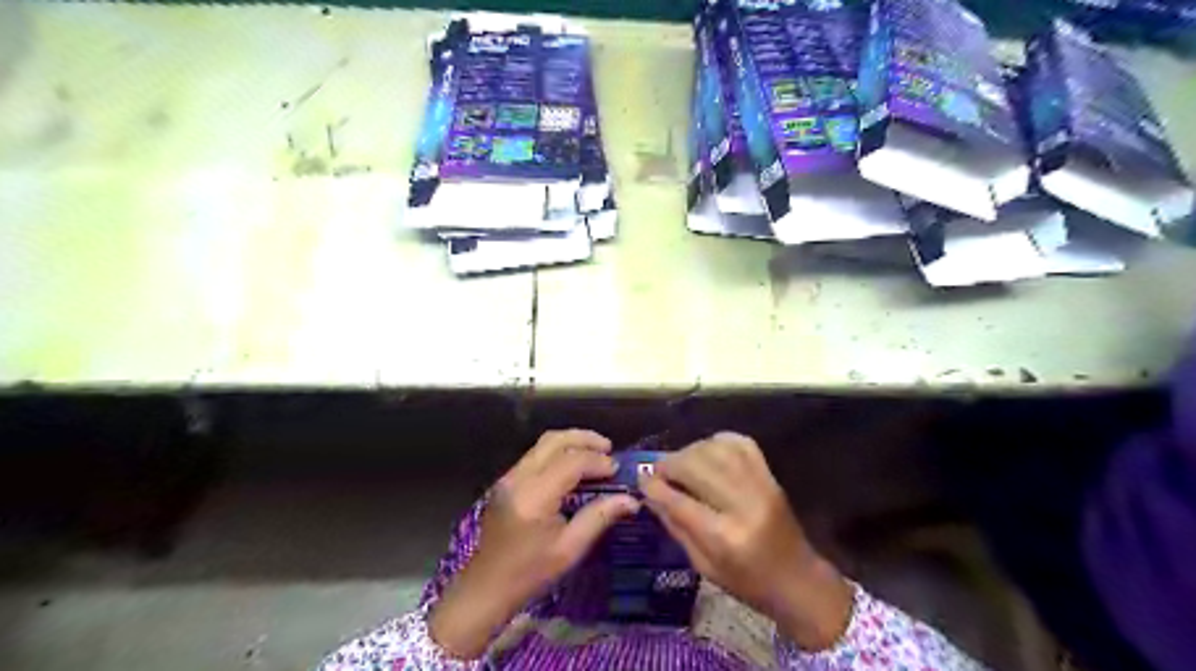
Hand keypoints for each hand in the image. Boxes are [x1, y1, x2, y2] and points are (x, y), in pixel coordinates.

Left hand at [424, 433, 639, 658]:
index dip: (597, 461)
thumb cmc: (529, 574)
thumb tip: (631, 499)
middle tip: (609, 448)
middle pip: (554, 440)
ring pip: (543, 443)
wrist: (486, 588)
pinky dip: (558, 451)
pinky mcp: (506, 482)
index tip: (617, 470)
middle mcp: (519, 478)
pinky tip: (573, 465)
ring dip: (571, 441)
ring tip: (596, 452)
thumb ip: (599, 517)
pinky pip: (535, 454)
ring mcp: (509, 477)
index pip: (571, 462)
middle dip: (584, 439)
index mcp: (534, 496)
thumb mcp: (569, 549)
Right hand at [639, 434, 853, 650]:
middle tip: (658, 470)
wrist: (798, 578)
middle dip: (670, 464)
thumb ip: (676, 527)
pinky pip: (740, 443)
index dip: (655, 487)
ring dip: (690, 450)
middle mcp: (744, 505)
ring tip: (680, 462)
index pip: (680, 502)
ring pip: (716, 450)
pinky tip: (706, 452)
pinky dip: (717, 441)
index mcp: (725, 538)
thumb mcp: (704, 566)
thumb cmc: (747, 581)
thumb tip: (650, 495)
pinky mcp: (770, 475)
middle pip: (697, 467)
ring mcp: (761, 485)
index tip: (641, 480)